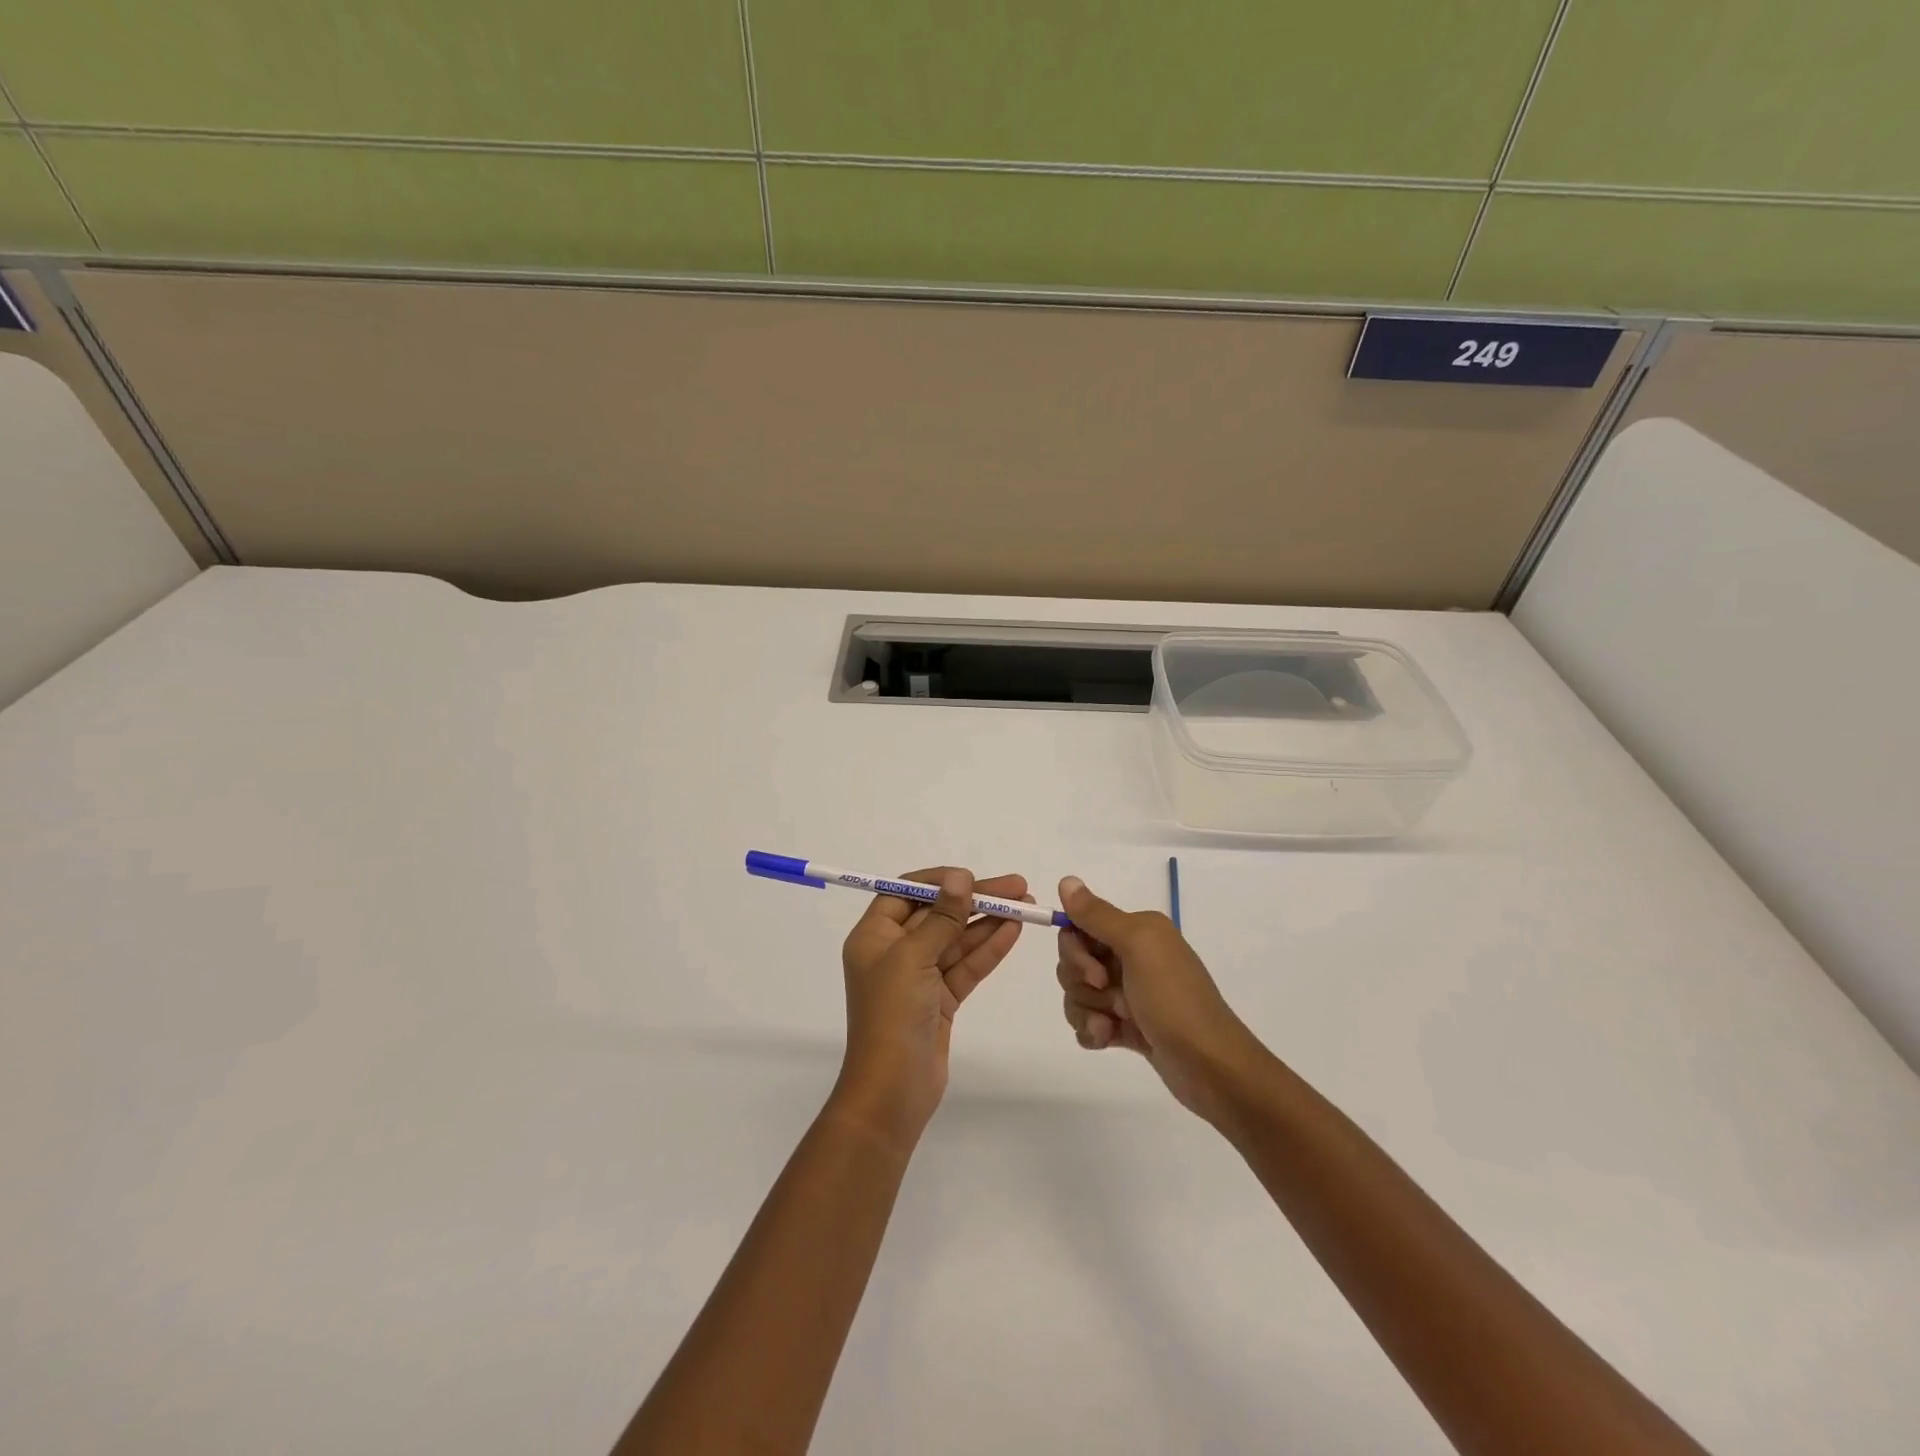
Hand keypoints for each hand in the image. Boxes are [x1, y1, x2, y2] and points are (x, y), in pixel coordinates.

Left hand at [834, 868, 1029, 1151]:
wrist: (892, 1092)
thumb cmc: (892, 1015)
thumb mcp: (913, 958)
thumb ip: (941, 917)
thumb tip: (959, 877)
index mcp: (874, 937)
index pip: (906, 893)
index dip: (939, 881)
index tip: (972, 876)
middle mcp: (894, 952)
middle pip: (937, 914)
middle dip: (975, 900)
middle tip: (1017, 886)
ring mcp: (919, 977)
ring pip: (957, 940)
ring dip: (988, 922)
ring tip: (1026, 905)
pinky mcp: (940, 1000)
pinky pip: (966, 966)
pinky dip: (988, 949)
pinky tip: (1013, 931)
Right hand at [1055, 875, 1267, 1123]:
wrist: (1211, 1067)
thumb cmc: (1174, 1000)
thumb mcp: (1137, 947)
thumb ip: (1097, 915)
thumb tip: (1066, 880)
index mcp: (1138, 930)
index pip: (1079, 927)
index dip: (1076, 951)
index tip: (1096, 973)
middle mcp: (1133, 955)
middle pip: (1074, 961)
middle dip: (1082, 984)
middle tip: (1114, 999)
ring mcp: (1129, 992)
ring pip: (1077, 993)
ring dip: (1088, 1011)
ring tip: (1114, 1026)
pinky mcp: (1128, 1026)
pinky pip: (1088, 1020)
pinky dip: (1093, 1031)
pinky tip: (1108, 1040)